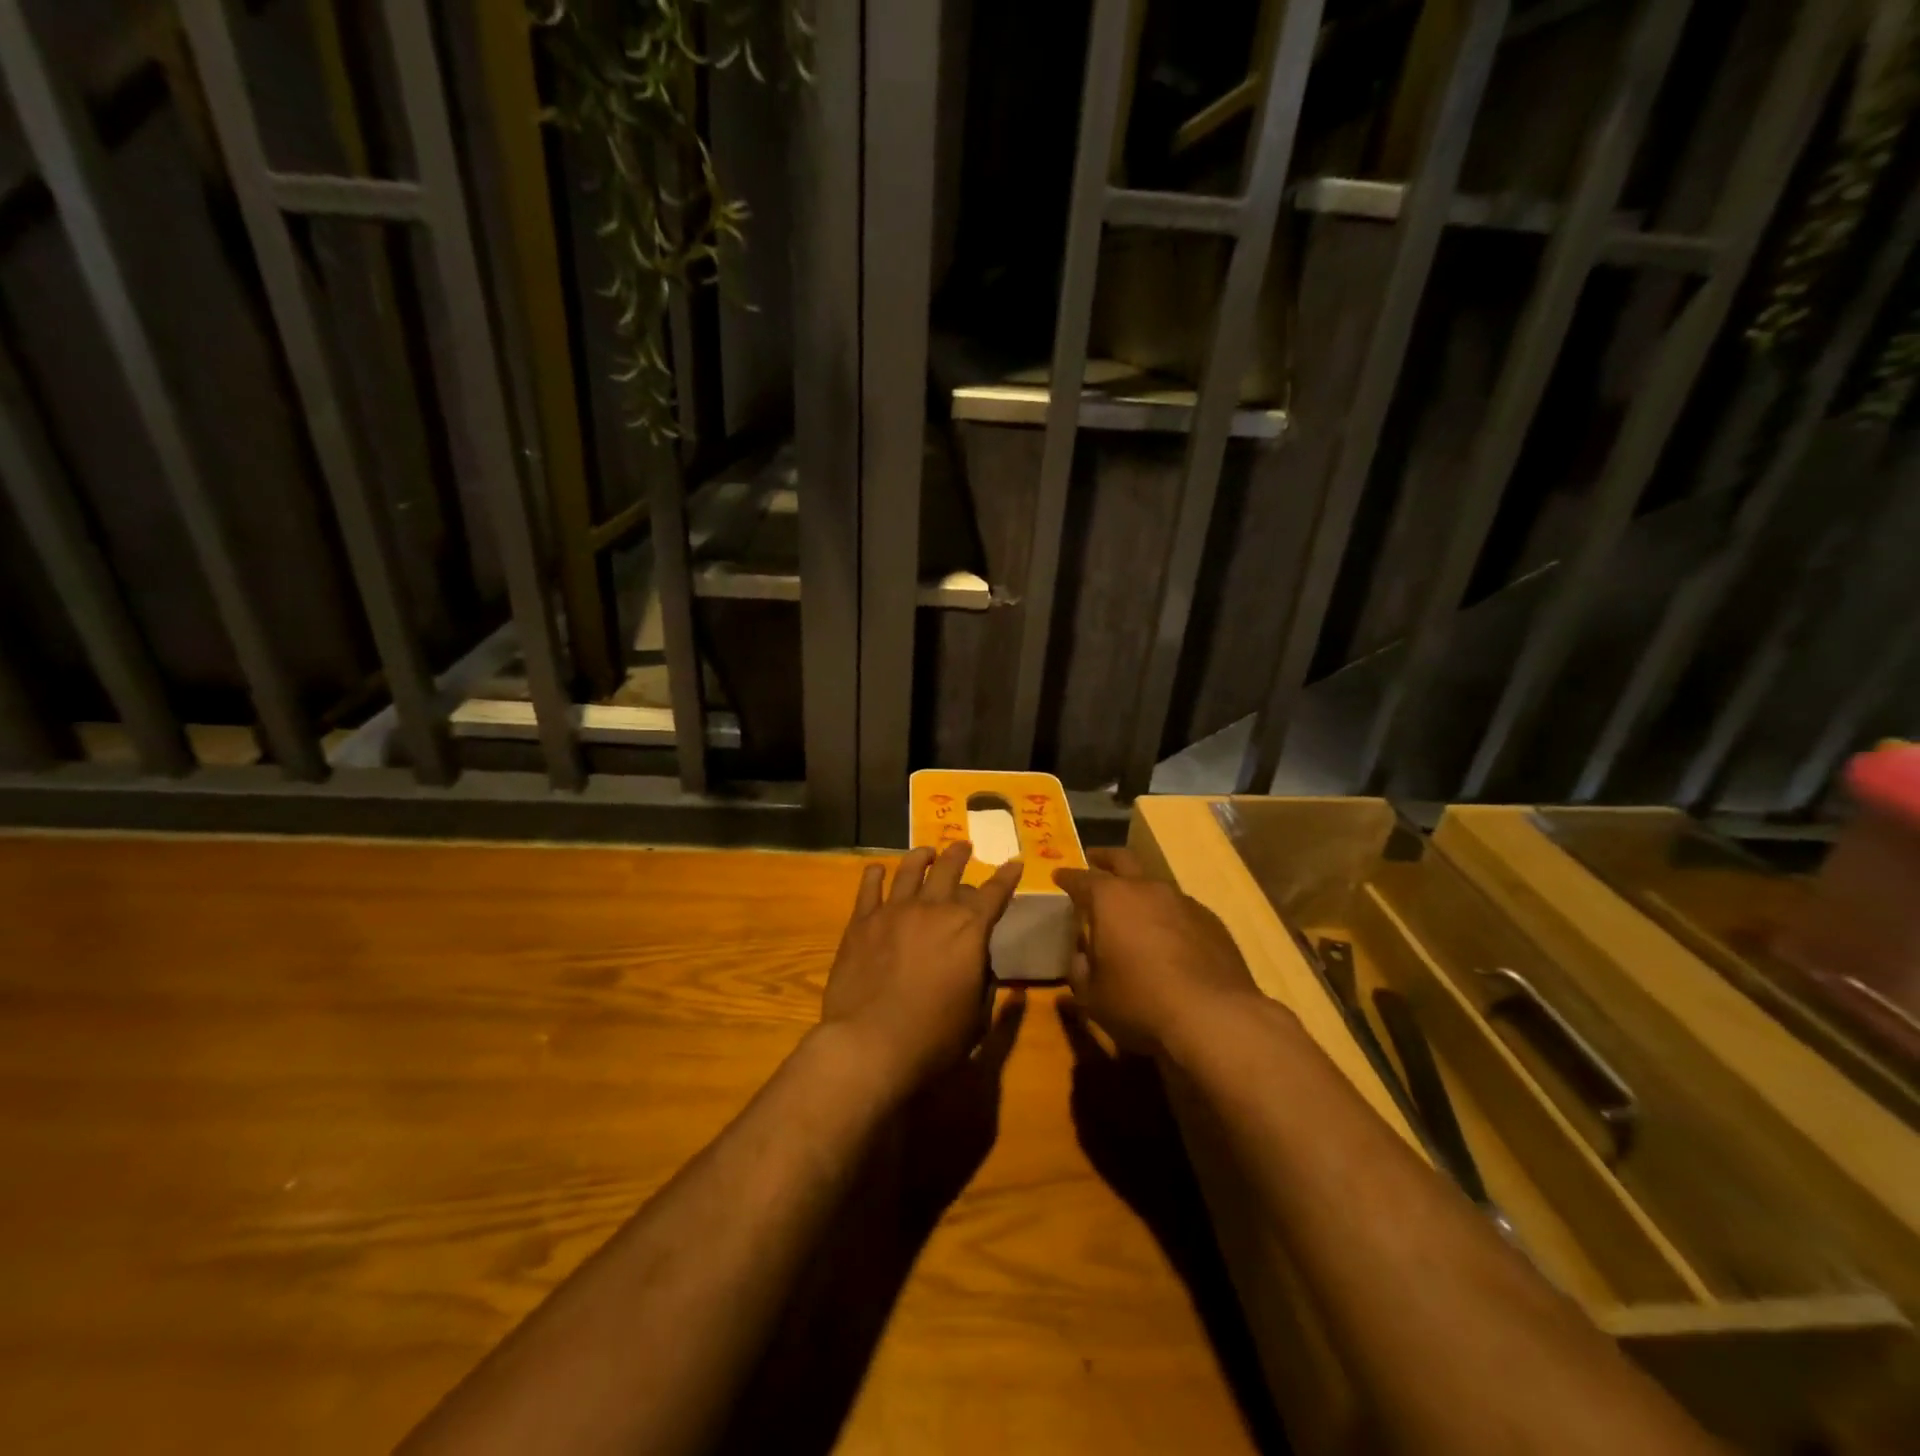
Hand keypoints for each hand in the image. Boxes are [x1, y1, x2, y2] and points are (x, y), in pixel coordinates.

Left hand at [818, 843, 1022, 1093]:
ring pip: (910, 869)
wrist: (869, 1043)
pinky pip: (870, 887)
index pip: (994, 894)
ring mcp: (894, 910)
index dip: (1006, 877)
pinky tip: (877, 869)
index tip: (1013, 863)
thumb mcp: (976, 1018)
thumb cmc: (933, 1038)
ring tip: (927, 852)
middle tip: (964, 846)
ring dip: (922, 856)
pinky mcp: (862, 921)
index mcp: (969, 929)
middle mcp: (934, 909)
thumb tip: (983, 964)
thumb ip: (984, 985)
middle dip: (960, 855)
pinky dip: (875, 874)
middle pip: (950, 869)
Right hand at [1054, 848, 1262, 1058]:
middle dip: (1105, 858)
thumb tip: (1081, 957)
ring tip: (1134, 909)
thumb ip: (1080, 970)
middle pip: (1123, 860)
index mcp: (1110, 899)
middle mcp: (1147, 889)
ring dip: (1141, 890)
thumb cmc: (1139, 1002)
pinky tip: (1169, 939)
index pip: (1081, 879)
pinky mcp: (1212, 921)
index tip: (1058, 876)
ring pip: (1155, 884)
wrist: (1213, 1017)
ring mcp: (1183, 902)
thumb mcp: (1092, 996)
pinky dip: (1168, 916)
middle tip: (1095, 859)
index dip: (1067, 878)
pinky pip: (1182, 910)